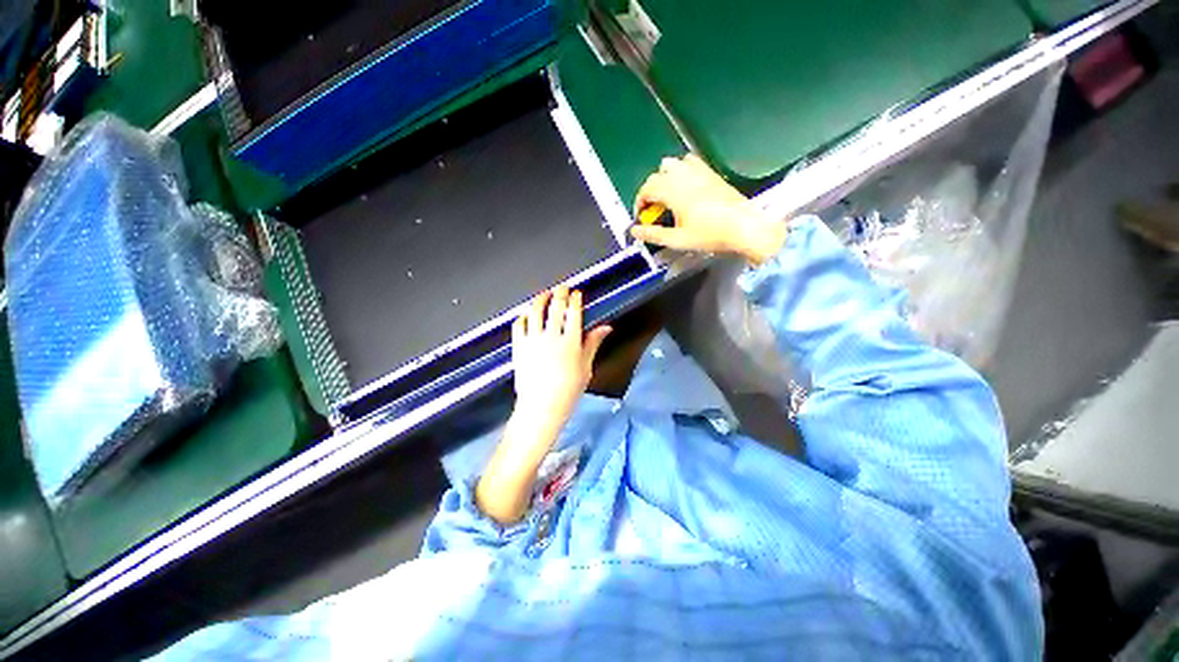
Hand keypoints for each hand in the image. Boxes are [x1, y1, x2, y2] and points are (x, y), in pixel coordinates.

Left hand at [510, 286, 611, 441]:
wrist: (541, 407)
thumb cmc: (568, 390)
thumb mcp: (586, 367)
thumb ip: (593, 343)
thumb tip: (606, 327)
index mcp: (570, 342)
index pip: (573, 313)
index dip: (575, 299)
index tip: (576, 293)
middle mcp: (551, 336)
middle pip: (556, 308)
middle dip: (560, 293)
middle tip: (562, 287)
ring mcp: (533, 340)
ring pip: (535, 312)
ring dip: (541, 300)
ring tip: (544, 295)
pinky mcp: (519, 347)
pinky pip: (518, 325)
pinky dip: (522, 316)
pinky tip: (526, 314)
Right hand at [630, 154, 787, 264]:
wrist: (744, 227)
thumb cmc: (709, 235)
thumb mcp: (677, 240)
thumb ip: (653, 234)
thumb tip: (635, 231)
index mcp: (673, 191)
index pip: (646, 189)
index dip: (639, 203)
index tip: (641, 217)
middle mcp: (683, 175)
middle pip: (657, 175)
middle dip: (650, 192)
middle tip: (653, 211)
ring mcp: (699, 171)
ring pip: (672, 164)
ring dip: (664, 178)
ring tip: (668, 197)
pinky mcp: (710, 172)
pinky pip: (690, 162)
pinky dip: (681, 171)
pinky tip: (686, 188)